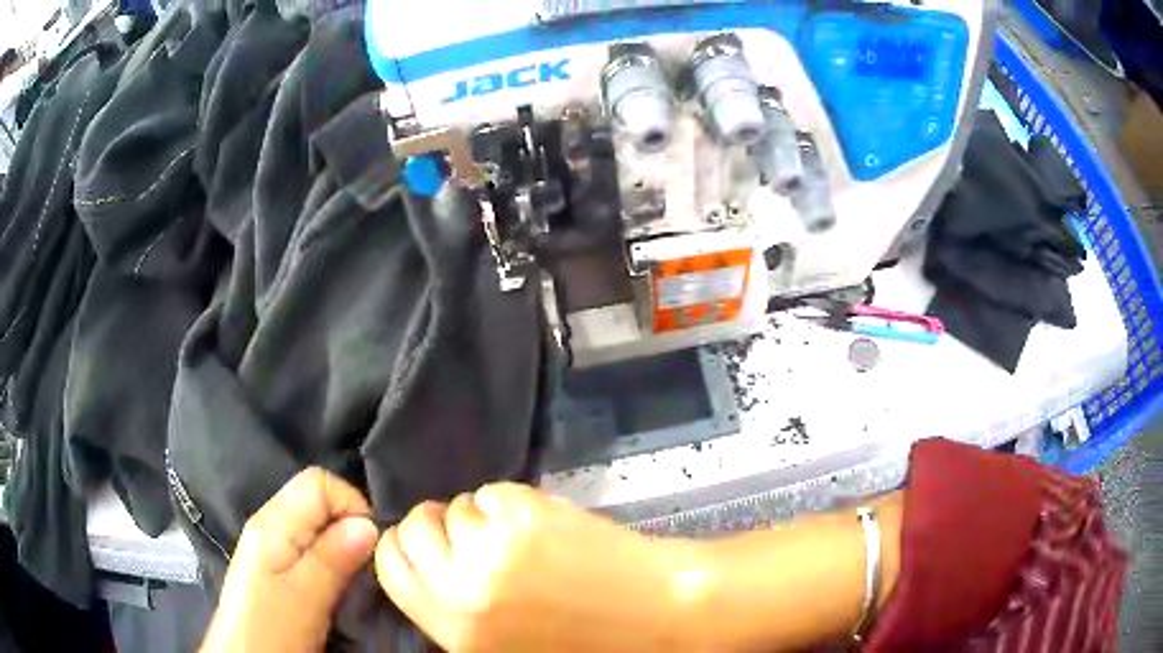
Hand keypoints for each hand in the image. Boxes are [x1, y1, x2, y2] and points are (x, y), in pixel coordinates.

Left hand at [200, 468, 379, 652]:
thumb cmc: (271, 629)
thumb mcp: (305, 597)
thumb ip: (333, 558)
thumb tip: (370, 524)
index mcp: (272, 524)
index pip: (318, 482)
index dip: (350, 505)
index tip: (371, 547)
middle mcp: (269, 526)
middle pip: (317, 501)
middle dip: (349, 528)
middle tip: (366, 569)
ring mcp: (270, 548)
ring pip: (316, 527)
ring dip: (342, 548)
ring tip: (355, 580)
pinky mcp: (275, 569)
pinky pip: (310, 549)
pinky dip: (331, 561)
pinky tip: (337, 587)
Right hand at [375, 483, 700, 651]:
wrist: (660, 616)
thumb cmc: (584, 641)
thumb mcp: (499, 646)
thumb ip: (452, 612)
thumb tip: (426, 568)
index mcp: (454, 630)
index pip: (390, 569)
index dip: (402, 549)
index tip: (425, 546)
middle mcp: (463, 590)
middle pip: (412, 529)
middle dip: (435, 527)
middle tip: (469, 535)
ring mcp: (496, 549)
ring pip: (457, 507)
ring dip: (480, 517)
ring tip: (517, 536)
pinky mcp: (530, 515)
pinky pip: (493, 493)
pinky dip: (510, 503)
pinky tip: (541, 524)